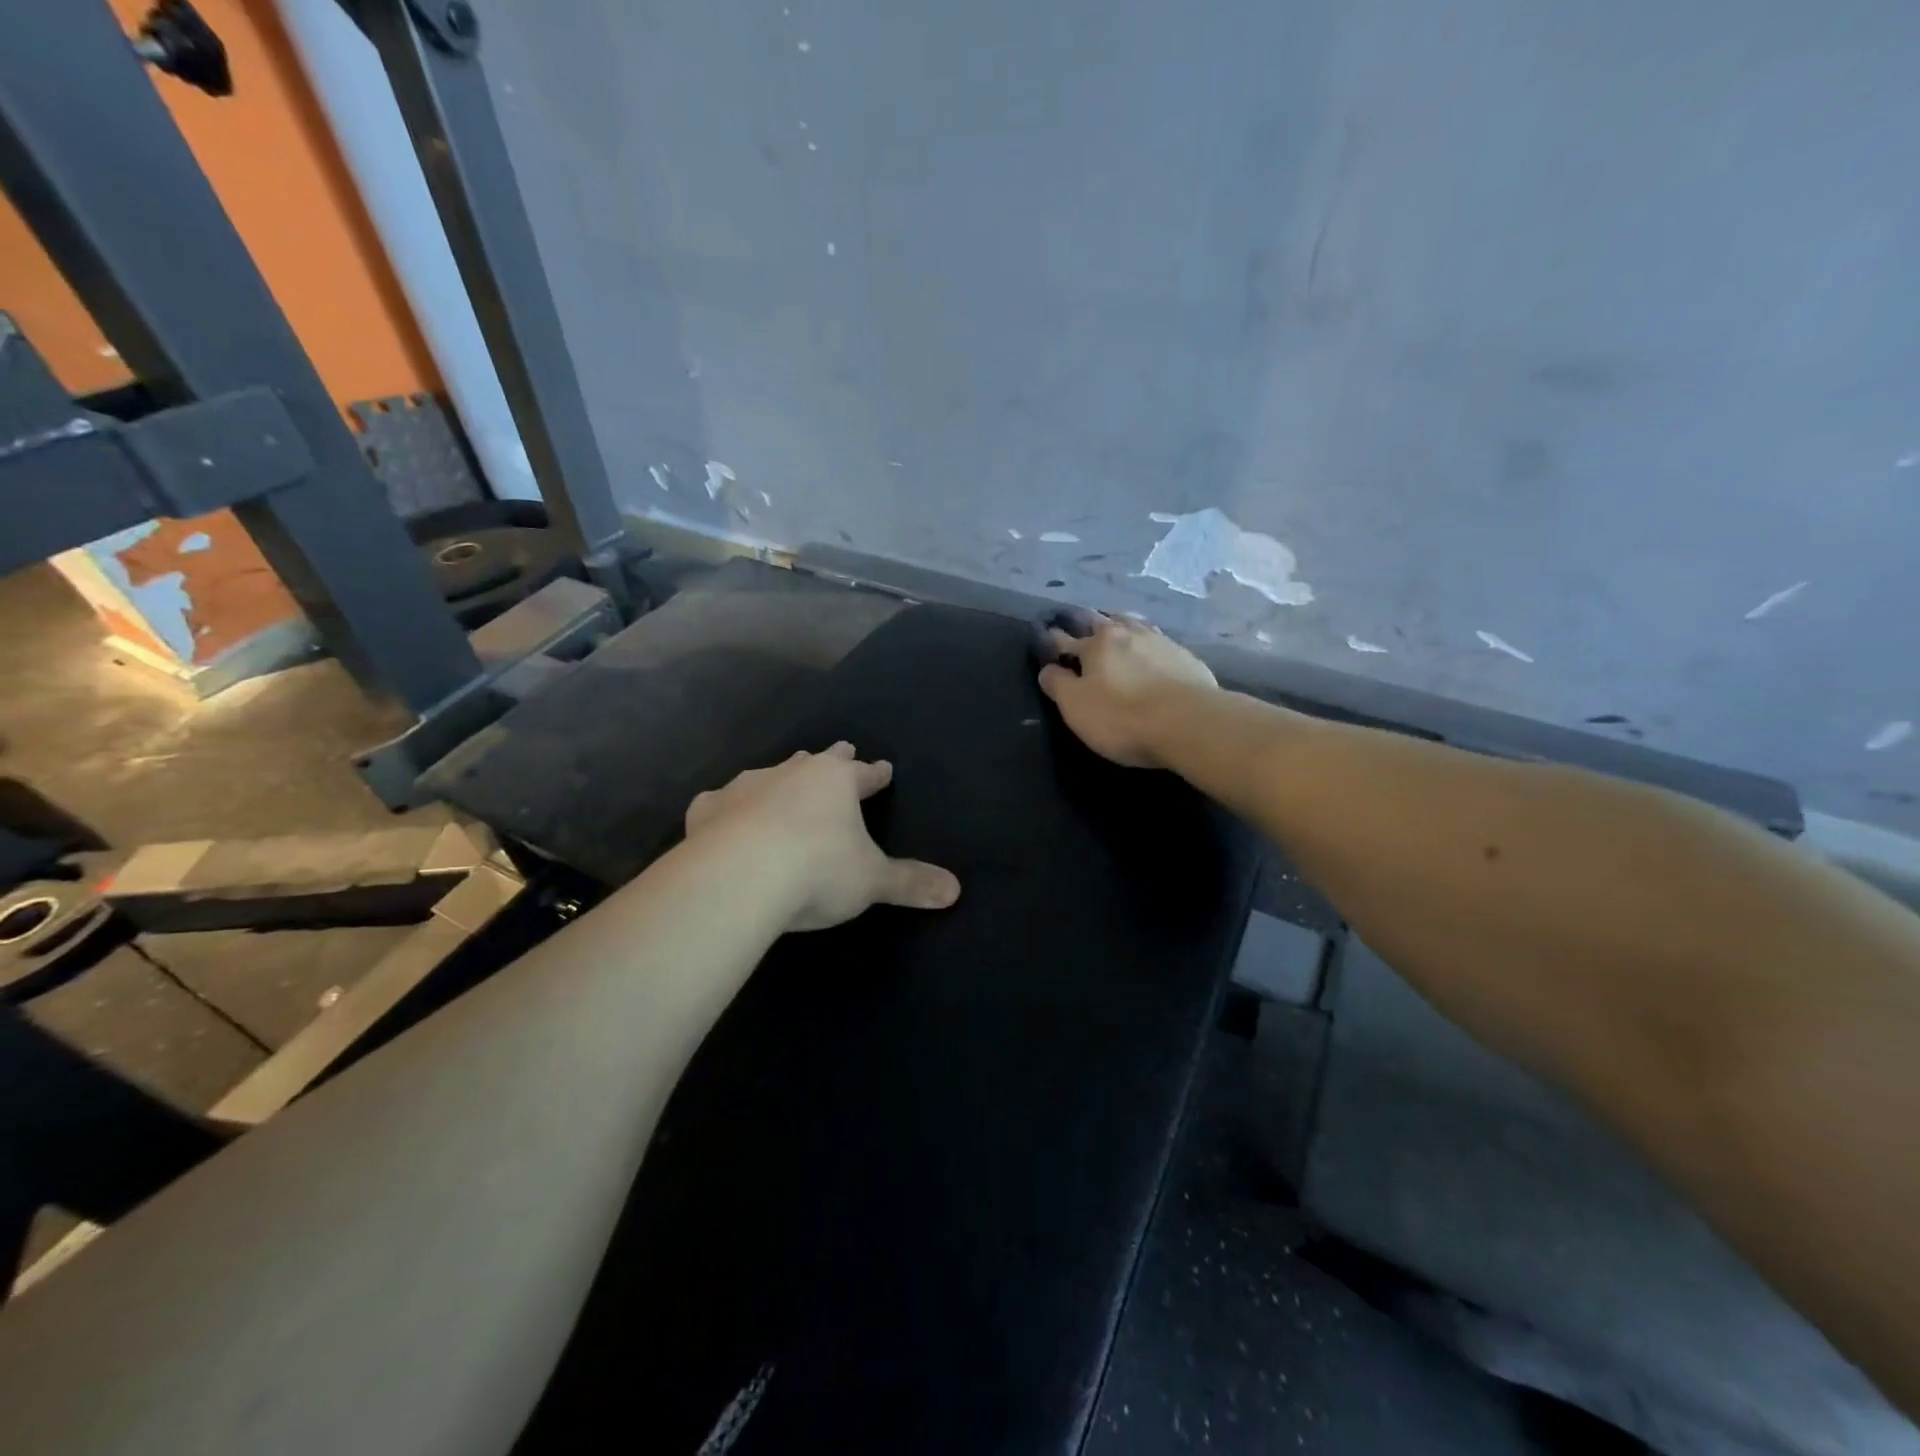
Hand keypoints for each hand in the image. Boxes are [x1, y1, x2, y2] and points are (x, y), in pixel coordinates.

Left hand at [685, 742, 960, 931]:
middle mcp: (792, 773)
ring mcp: (746, 787)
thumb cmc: (817, 870)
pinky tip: (724, 814)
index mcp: (836, 781)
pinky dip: (730, 808)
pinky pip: (722, 802)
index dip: (876, 774)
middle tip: (842, 751)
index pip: (865, 774)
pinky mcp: (708, 809)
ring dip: (782, 779)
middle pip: (818, 761)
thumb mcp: (872, 881)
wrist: (739, 877)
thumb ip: (910, 883)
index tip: (884, 768)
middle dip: (832, 759)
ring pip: (770, 773)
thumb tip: (955, 890)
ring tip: (784, 781)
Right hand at [1038, 612, 1217, 767]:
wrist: (1189, 723)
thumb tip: (1048, 669)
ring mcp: (1161, 642)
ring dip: (1121, 624)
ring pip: (1134, 625)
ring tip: (1116, 624)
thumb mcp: (1076, 706)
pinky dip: (1148, 642)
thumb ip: (1057, 684)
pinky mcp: (1187, 658)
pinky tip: (1151, 648)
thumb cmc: (1122, 717)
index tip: (1047, 632)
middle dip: (1087, 622)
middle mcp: (1127, 633)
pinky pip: (1159, 641)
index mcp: (1096, 645)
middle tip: (1080, 620)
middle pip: (1102, 622)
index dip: (1054, 638)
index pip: (1066, 639)